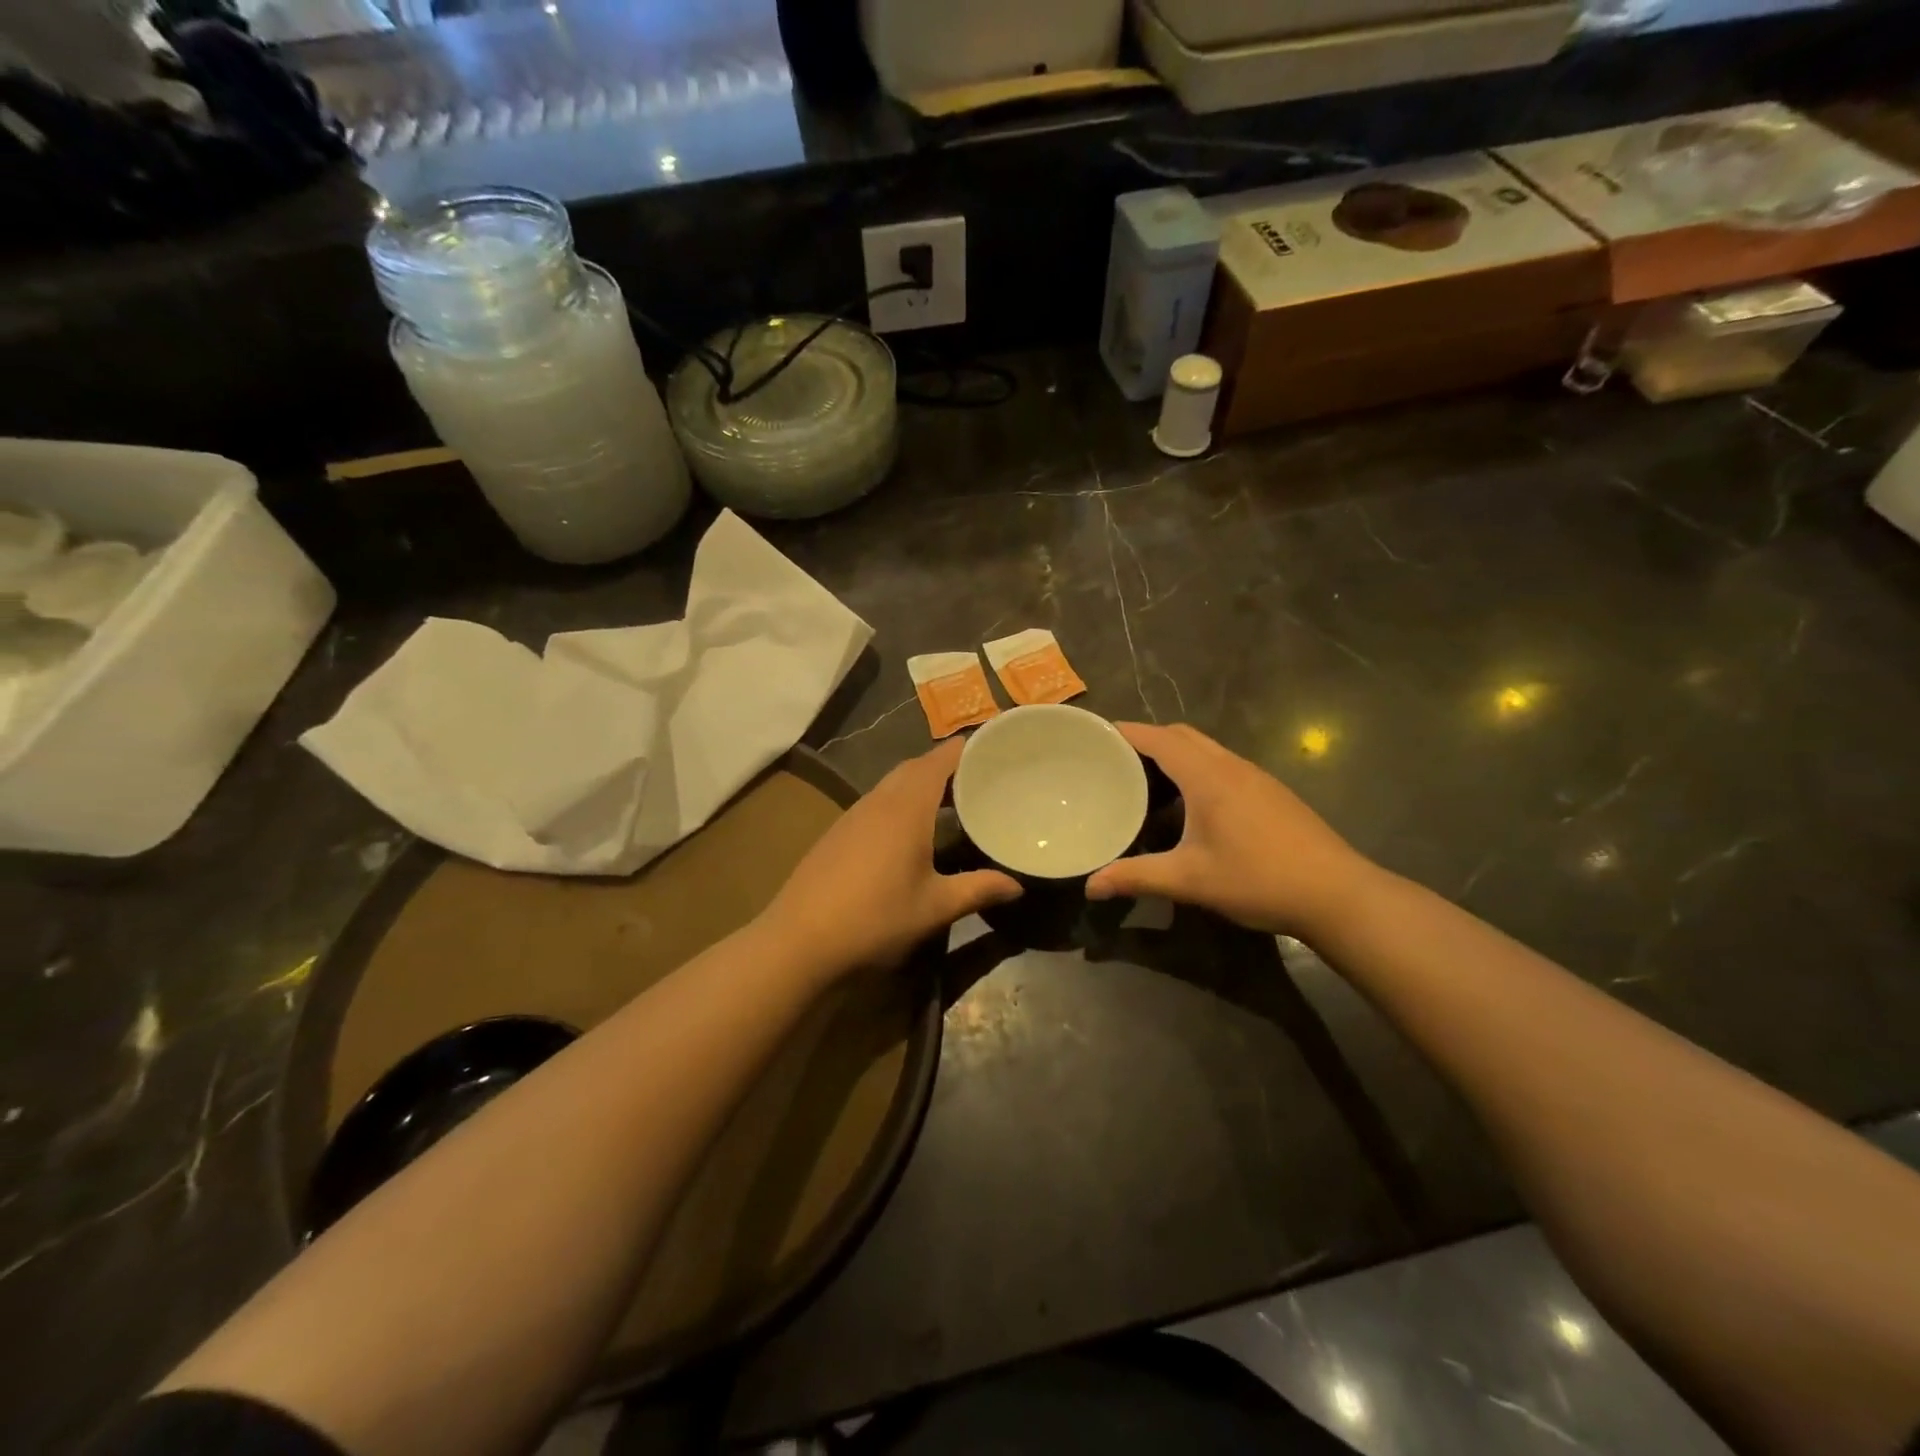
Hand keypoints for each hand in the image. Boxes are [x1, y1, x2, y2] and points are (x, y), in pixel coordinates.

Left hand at [761, 737, 1021, 977]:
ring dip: (920, 783)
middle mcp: (879, 800)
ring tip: (950, 801)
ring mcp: (853, 814)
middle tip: (978, 777)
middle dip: (945, 765)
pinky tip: (908, 831)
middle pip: (915, 767)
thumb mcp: (934, 907)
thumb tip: (1018, 886)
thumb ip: (978, 890)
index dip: (965, 748)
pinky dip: (900, 801)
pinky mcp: (837, 831)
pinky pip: (876, 801)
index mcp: (907, 807)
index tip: (992, 746)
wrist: (799, 939)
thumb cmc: (875, 917)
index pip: (939, 760)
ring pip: (892, 783)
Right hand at [1085, 723, 1374, 936]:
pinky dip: (1197, 770)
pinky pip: (1223, 765)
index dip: (1126, 732)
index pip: (1159, 738)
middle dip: (1147, 740)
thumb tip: (1091, 887)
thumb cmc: (1258, 879)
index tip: (1095, 736)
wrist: (1337, 894)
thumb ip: (1137, 878)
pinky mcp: (1271, 792)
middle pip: (1182, 736)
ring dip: (1174, 755)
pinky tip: (1190, 807)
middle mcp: (1231, 766)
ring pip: (1206, 750)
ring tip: (1145, 782)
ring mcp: (1256, 777)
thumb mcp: (1190, 880)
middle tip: (1115, 762)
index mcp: (1208, 777)